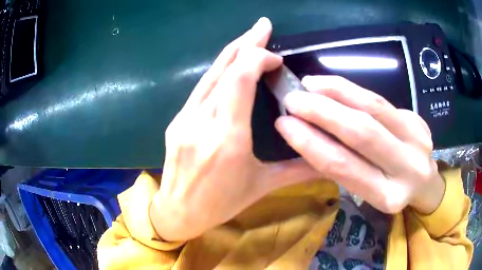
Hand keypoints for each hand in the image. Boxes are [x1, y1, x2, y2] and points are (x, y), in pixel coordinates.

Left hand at [150, 18, 320, 241]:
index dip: (258, 59)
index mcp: (227, 139)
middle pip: (223, 68)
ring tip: (251, 38)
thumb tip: (327, 159)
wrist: (178, 211)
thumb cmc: (220, 204)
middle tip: (263, 25)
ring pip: (210, 74)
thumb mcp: (261, 187)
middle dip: (246, 43)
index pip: (239, 80)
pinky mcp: (177, 120)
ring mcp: (184, 119)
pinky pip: (201, 88)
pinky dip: (220, 71)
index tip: (276, 59)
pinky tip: (232, 66)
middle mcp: (201, 123)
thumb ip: (296, 169)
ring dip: (232, 52)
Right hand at [275, 75, 444, 214]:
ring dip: (337, 92)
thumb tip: (305, 138)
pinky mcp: (418, 120)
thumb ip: (343, 169)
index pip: (345, 166)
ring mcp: (417, 139)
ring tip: (309, 84)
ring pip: (374, 108)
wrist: (425, 182)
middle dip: (323, 112)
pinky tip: (332, 84)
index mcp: (387, 197)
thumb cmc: (390, 191)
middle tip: (292, 99)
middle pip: (362, 133)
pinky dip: (353, 89)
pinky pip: (381, 100)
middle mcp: (407, 169)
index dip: (311, 143)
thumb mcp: (368, 192)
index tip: (284, 124)